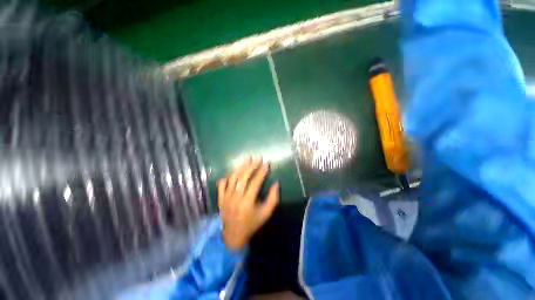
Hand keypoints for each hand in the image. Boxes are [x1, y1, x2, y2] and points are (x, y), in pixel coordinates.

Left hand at [218, 157, 279, 250]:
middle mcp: (235, 198)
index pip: (255, 183)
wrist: (234, 236)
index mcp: (247, 203)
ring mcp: (226, 198)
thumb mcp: (266, 213)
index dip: (261, 172)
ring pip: (233, 178)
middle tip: (257, 158)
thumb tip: (276, 183)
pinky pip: (222, 184)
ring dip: (240, 167)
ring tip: (247, 159)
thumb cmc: (252, 224)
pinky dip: (227, 177)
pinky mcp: (220, 199)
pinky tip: (233, 172)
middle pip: (243, 177)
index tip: (266, 164)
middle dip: (251, 166)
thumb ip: (273, 198)